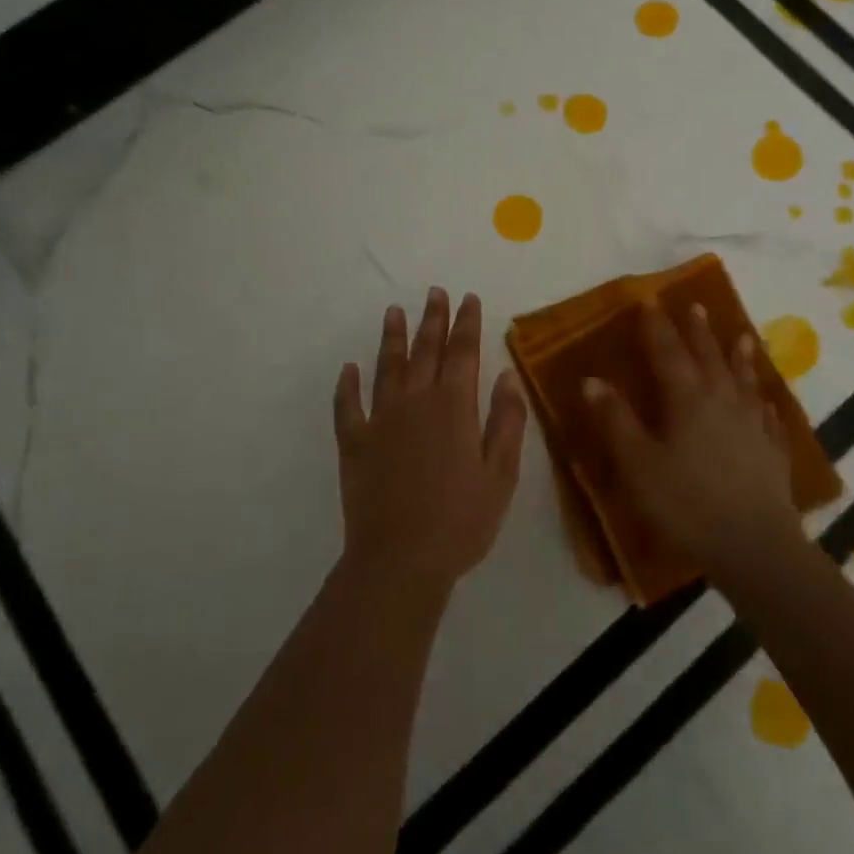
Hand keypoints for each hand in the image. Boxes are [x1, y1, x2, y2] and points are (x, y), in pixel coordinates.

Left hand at [333, 288, 527, 600]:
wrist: (400, 561)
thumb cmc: (461, 520)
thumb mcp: (501, 474)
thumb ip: (506, 420)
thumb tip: (506, 374)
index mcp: (454, 406)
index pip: (463, 352)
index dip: (467, 323)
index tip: (469, 298)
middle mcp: (416, 401)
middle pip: (426, 350)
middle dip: (433, 319)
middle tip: (435, 292)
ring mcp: (380, 420)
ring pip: (387, 367)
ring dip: (392, 337)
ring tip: (393, 311)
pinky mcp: (355, 443)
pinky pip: (348, 406)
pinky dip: (347, 385)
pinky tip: (348, 369)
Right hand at [583, 302, 803, 589]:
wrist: (756, 547)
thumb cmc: (687, 504)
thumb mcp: (638, 464)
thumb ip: (615, 420)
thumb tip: (591, 379)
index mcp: (687, 399)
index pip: (668, 352)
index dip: (657, 327)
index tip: (649, 302)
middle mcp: (723, 401)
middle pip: (709, 357)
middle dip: (698, 331)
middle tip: (695, 306)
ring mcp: (753, 425)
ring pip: (744, 380)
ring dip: (739, 356)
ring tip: (743, 337)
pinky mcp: (773, 452)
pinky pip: (768, 417)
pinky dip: (764, 403)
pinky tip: (765, 403)